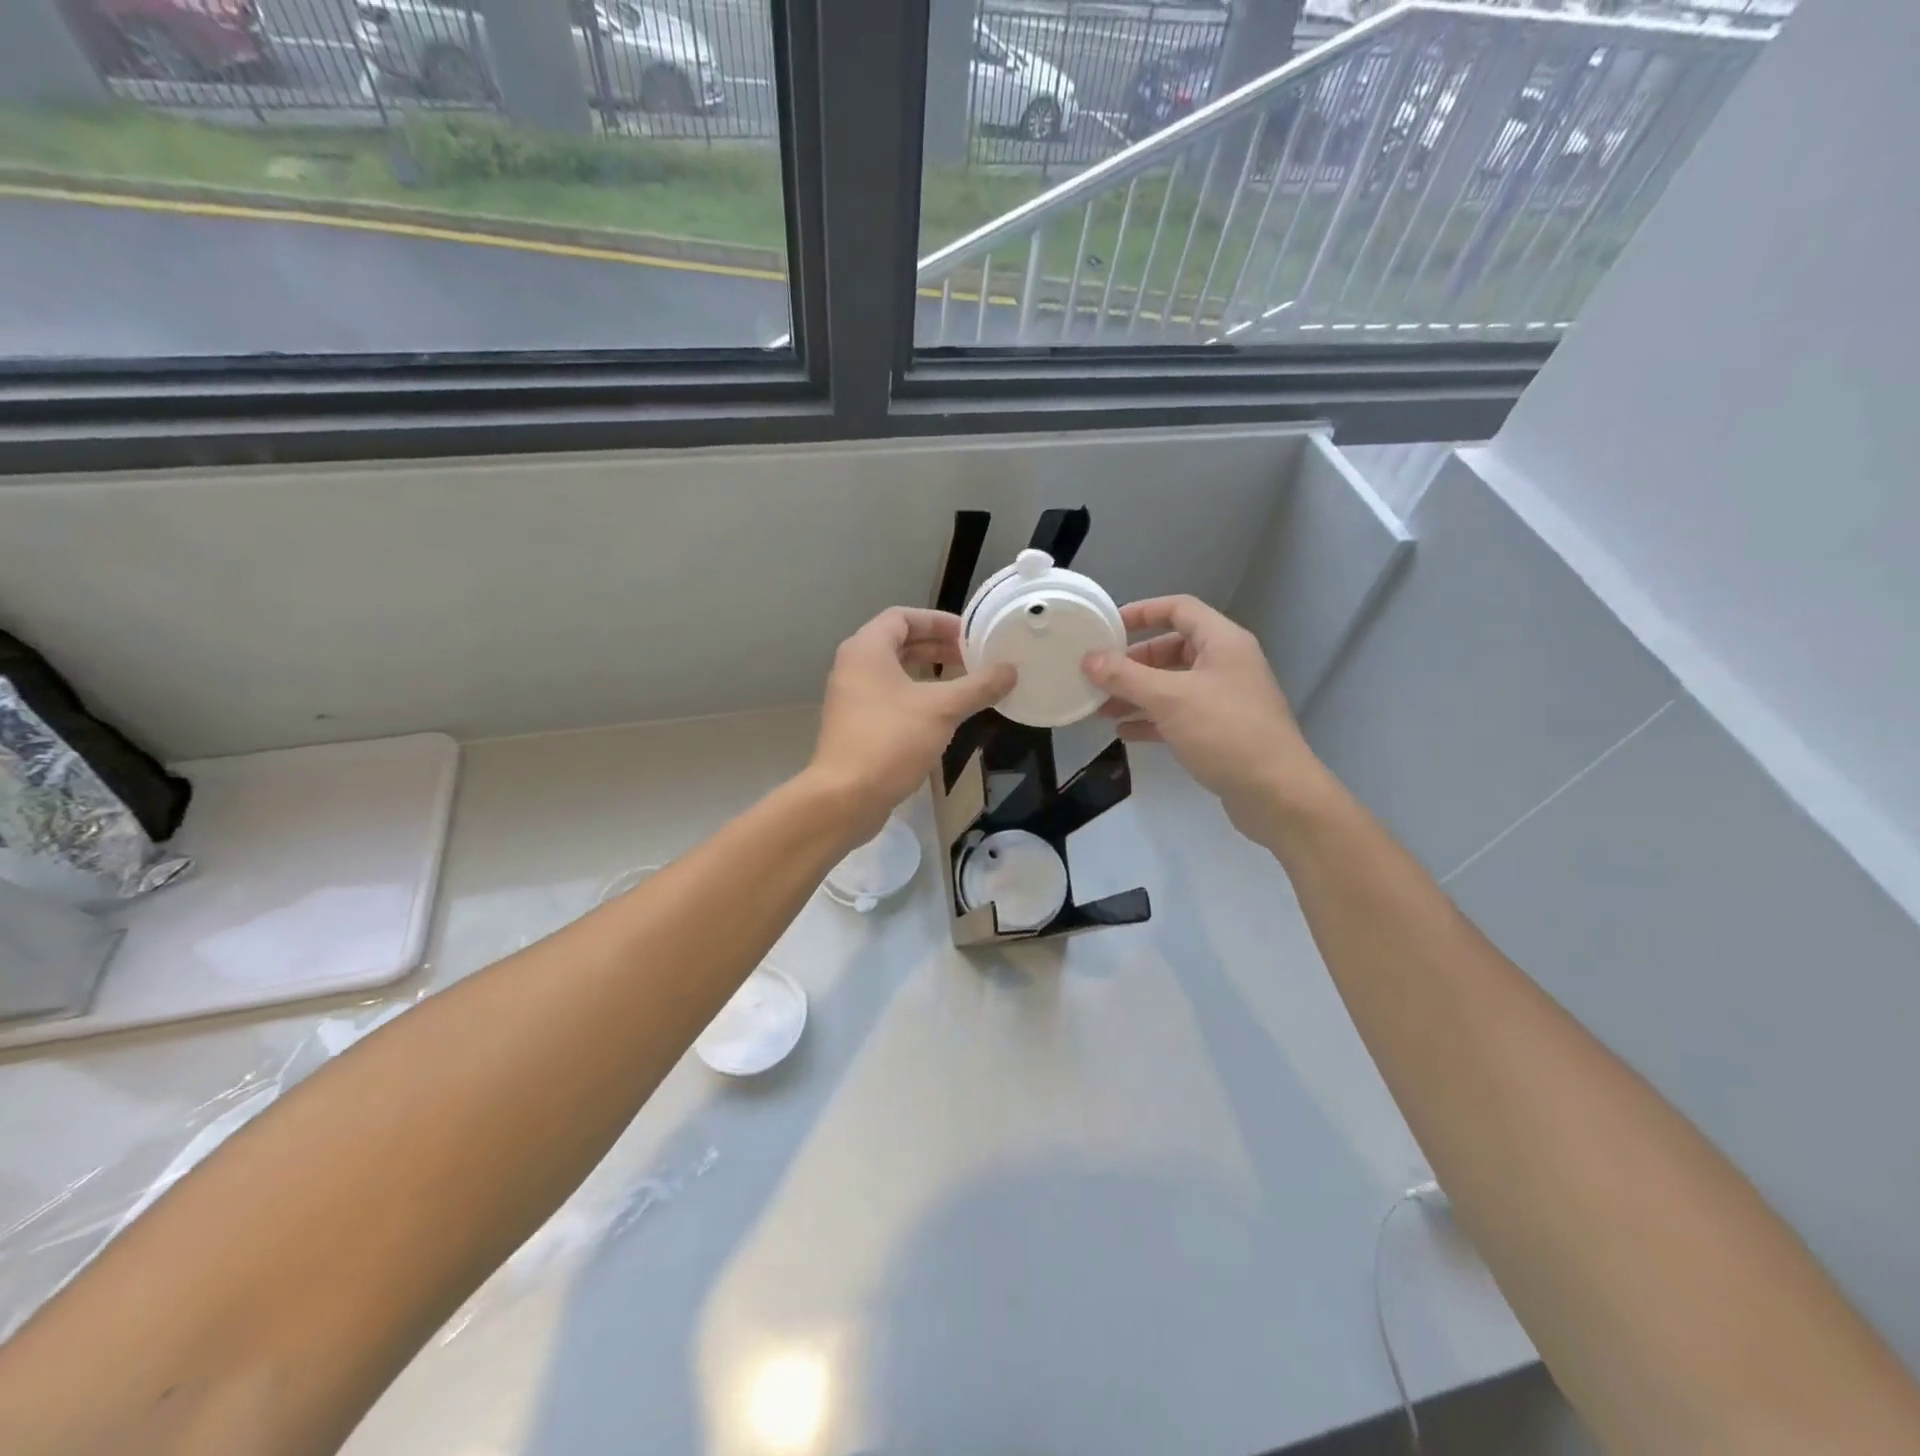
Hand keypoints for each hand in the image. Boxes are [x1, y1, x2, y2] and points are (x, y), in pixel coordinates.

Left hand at [810, 608, 1015, 838]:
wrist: (845, 797)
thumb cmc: (891, 741)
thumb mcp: (942, 709)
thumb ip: (978, 686)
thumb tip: (1010, 670)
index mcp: (867, 649)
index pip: (902, 617)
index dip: (938, 621)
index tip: (969, 634)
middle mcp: (853, 667)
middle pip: (898, 643)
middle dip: (937, 647)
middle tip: (973, 657)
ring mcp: (851, 698)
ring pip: (894, 673)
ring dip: (928, 673)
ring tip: (964, 683)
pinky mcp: (856, 726)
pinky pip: (889, 698)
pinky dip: (916, 696)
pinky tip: (943, 714)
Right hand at [1083, 596, 1330, 842]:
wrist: (1276, 793)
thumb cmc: (1225, 732)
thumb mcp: (1169, 699)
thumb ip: (1125, 676)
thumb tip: (1088, 659)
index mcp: (1222, 642)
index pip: (1179, 609)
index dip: (1142, 612)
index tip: (1108, 627)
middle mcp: (1226, 664)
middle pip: (1172, 649)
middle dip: (1133, 663)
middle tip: (1099, 676)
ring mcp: (1225, 699)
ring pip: (1172, 685)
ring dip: (1137, 694)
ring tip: (1101, 708)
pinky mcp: (1221, 731)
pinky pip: (1179, 715)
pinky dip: (1152, 720)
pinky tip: (1124, 733)